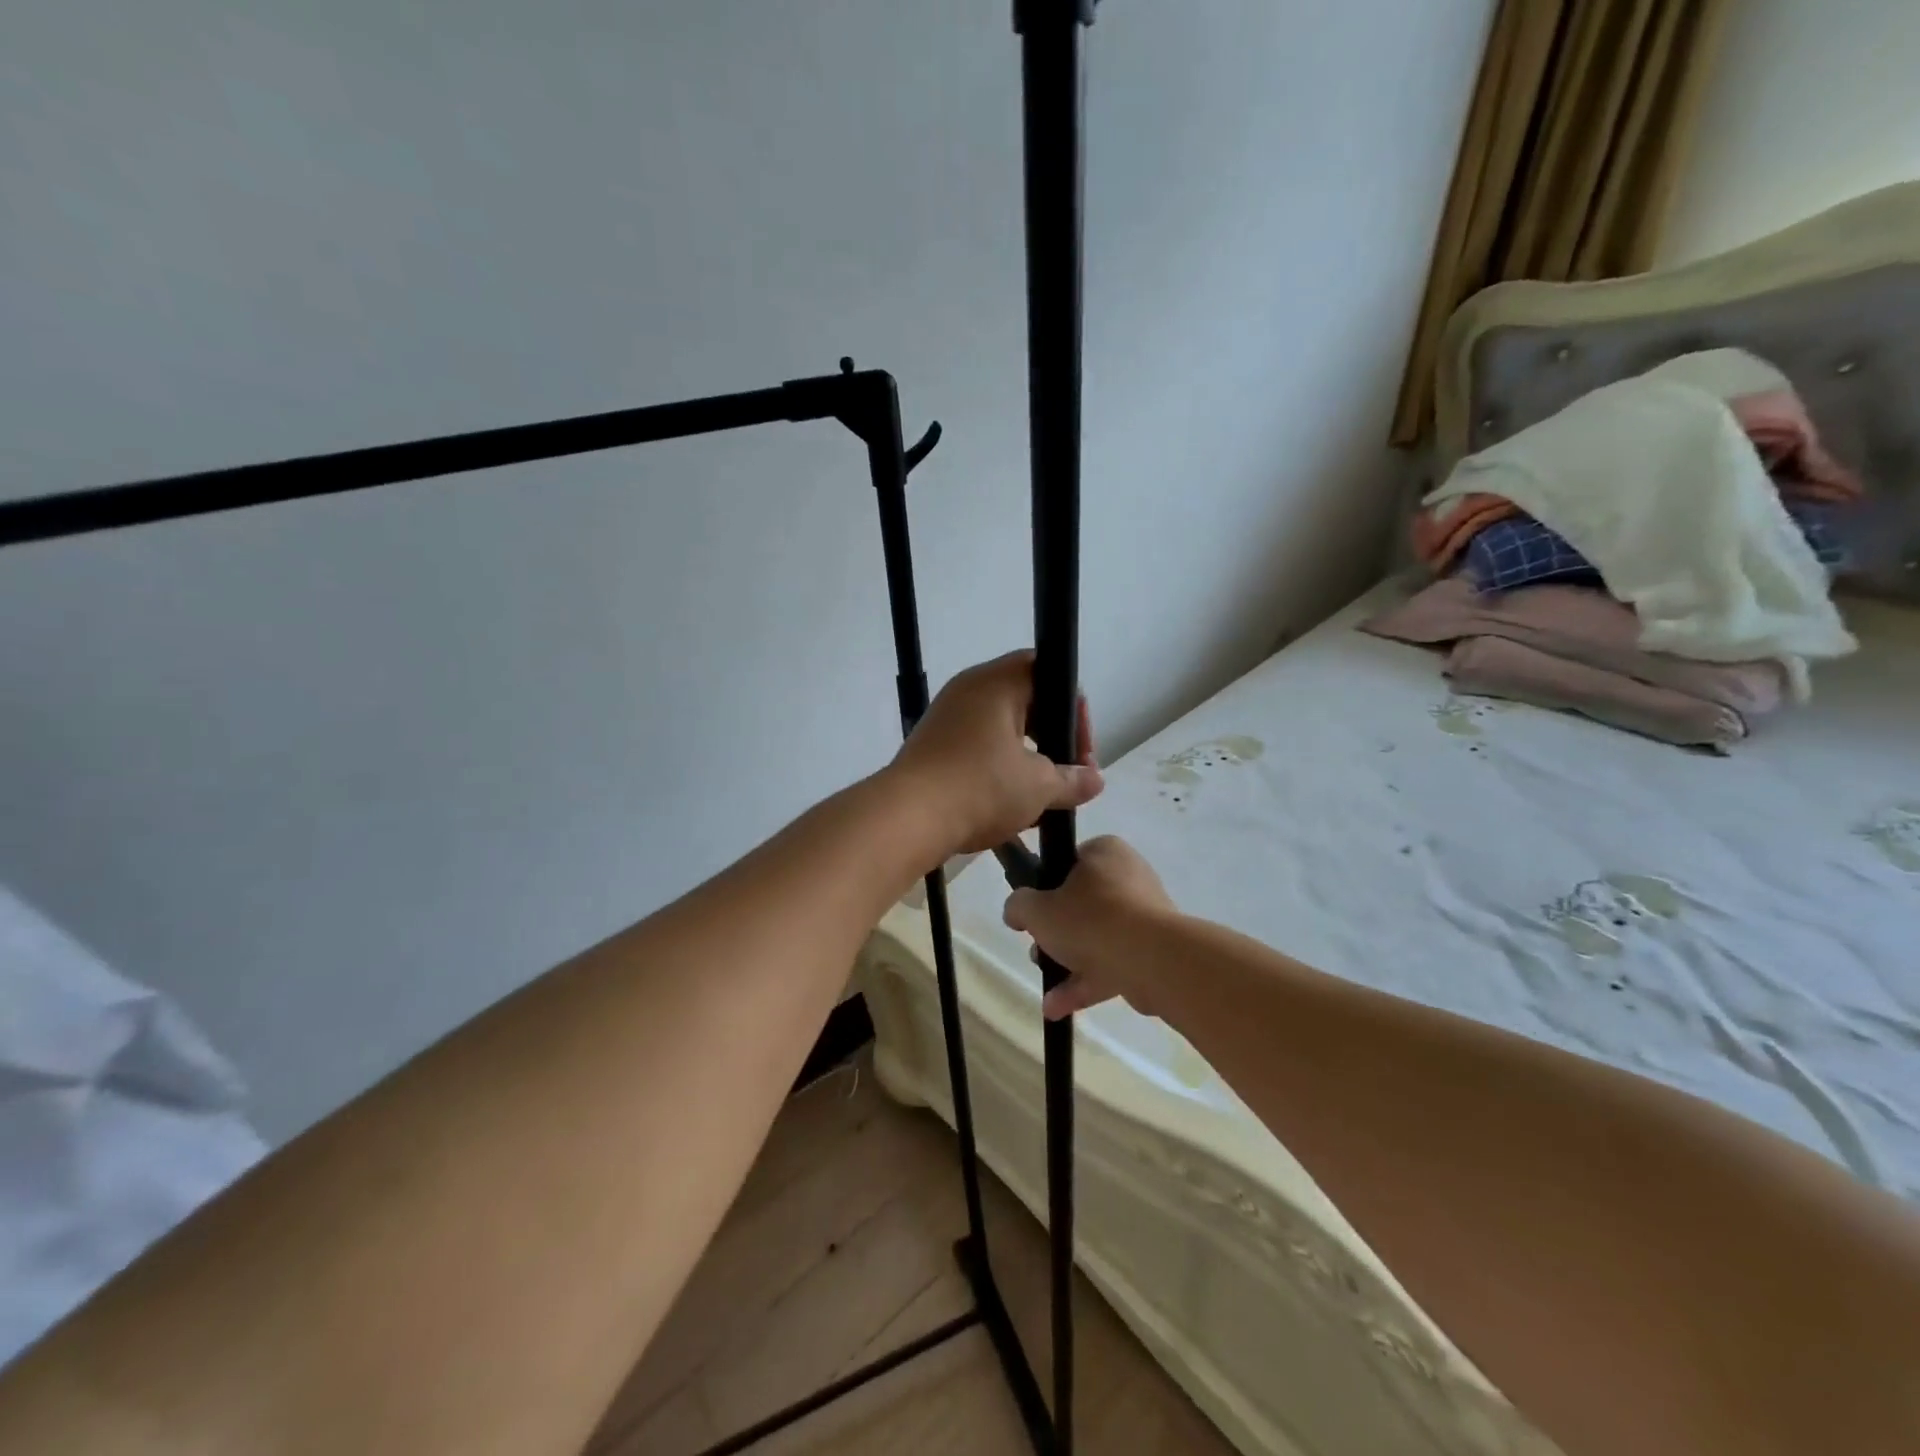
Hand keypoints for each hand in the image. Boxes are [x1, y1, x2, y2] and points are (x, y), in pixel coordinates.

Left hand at [891, 651, 1102, 857]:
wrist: (907, 818)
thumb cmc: (980, 787)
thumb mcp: (1038, 787)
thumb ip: (1073, 780)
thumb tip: (1095, 780)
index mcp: (996, 683)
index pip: (1046, 669)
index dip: (1072, 706)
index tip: (1080, 748)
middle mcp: (968, 690)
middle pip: (1025, 699)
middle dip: (1053, 736)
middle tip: (1067, 773)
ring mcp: (946, 717)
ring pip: (1001, 727)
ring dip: (1027, 757)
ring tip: (1041, 795)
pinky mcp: (932, 745)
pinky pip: (977, 746)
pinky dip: (999, 767)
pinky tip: (1009, 802)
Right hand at [1003, 836, 1177, 1018]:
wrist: (1151, 960)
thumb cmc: (1090, 920)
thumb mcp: (1037, 909)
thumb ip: (1019, 905)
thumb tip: (1016, 911)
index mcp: (1105, 853)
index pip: (1069, 861)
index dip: (1046, 886)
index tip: (1033, 910)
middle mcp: (1129, 877)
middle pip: (1082, 904)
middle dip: (1056, 932)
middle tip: (1038, 948)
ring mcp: (1145, 916)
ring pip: (1097, 937)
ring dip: (1068, 963)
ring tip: (1045, 988)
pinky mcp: (1153, 952)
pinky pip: (1113, 962)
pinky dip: (1086, 982)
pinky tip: (1057, 1008)